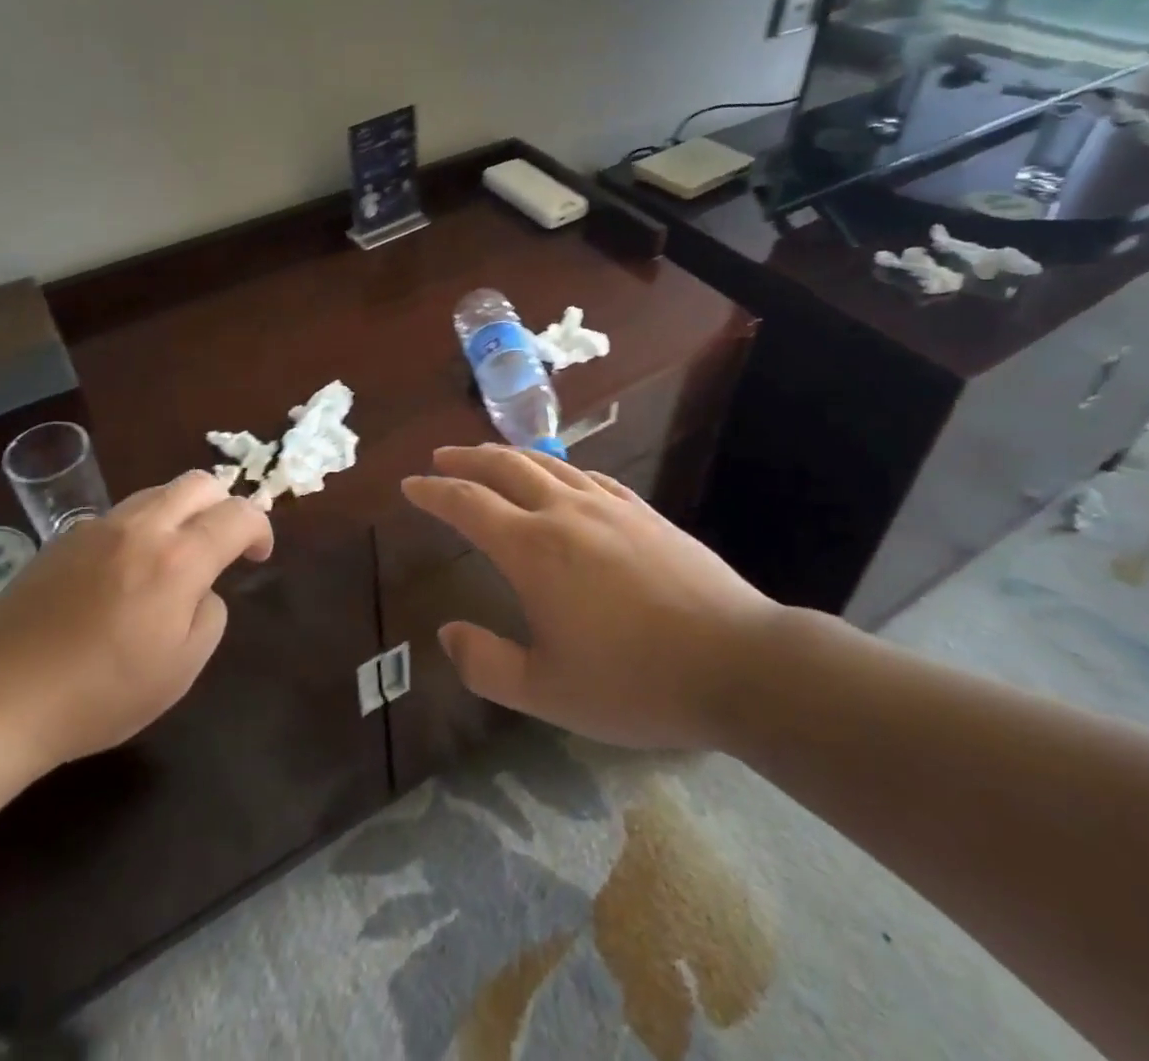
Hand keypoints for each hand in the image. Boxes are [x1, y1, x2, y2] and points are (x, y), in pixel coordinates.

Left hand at [0, 470, 272, 774]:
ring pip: (158, 492)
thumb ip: (210, 614)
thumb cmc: (100, 695)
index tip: (257, 556)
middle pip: (199, 483)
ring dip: (182, 513)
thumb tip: (201, 588)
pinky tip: (124, 573)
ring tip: (174, 557)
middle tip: (222, 544)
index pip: (238, 514)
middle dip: (223, 505)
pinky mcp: (63, 538)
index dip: (260, 529)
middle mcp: (142, 528)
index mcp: (178, 560)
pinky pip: (119, 515)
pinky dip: (141, 529)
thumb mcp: (181, 669)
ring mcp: (98, 527)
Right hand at [402, 446, 778, 750]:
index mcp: (533, 549)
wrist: (738, 662)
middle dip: (466, 459)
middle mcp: (565, 513)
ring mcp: (610, 507)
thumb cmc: (636, 682)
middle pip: (505, 468)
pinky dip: (559, 469)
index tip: (410, 485)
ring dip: (509, 456)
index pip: (468, 504)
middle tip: (441, 458)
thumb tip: (447, 633)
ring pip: (547, 464)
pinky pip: (589, 476)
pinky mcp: (645, 514)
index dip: (434, 492)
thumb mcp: (548, 693)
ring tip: (490, 457)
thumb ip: (487, 664)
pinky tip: (561, 477)